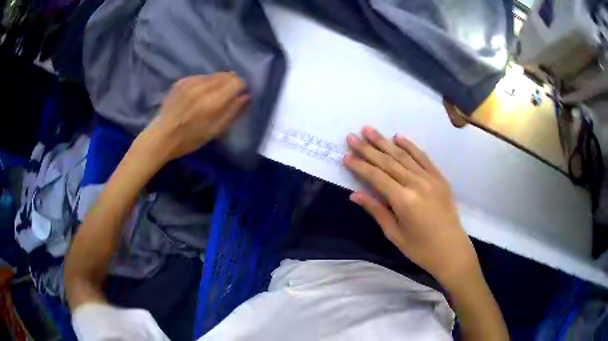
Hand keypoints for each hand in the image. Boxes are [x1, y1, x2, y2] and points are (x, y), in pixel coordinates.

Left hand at [139, 72, 249, 162]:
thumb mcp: (215, 131)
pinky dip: (205, 83)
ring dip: (218, 82)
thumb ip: (232, 112)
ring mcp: (190, 82)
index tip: (240, 94)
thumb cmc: (190, 139)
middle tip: (228, 95)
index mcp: (212, 101)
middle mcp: (202, 87)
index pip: (237, 82)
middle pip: (226, 75)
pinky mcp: (181, 81)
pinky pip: (201, 76)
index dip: (242, 87)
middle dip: (231, 83)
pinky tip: (198, 95)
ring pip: (214, 75)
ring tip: (212, 96)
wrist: (162, 136)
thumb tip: (246, 96)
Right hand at [344, 126, 479, 288]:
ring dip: (385, 142)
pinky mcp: (439, 178)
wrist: (451, 250)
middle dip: (368, 148)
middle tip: (352, 136)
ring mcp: (430, 178)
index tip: (346, 155)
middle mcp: (417, 184)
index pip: (376, 177)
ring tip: (369, 130)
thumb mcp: (394, 234)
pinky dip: (410, 146)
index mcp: (404, 200)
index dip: (360, 166)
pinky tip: (398, 137)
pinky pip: (423, 157)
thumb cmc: (420, 249)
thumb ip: (376, 210)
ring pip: (403, 156)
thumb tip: (355, 194)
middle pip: (388, 162)